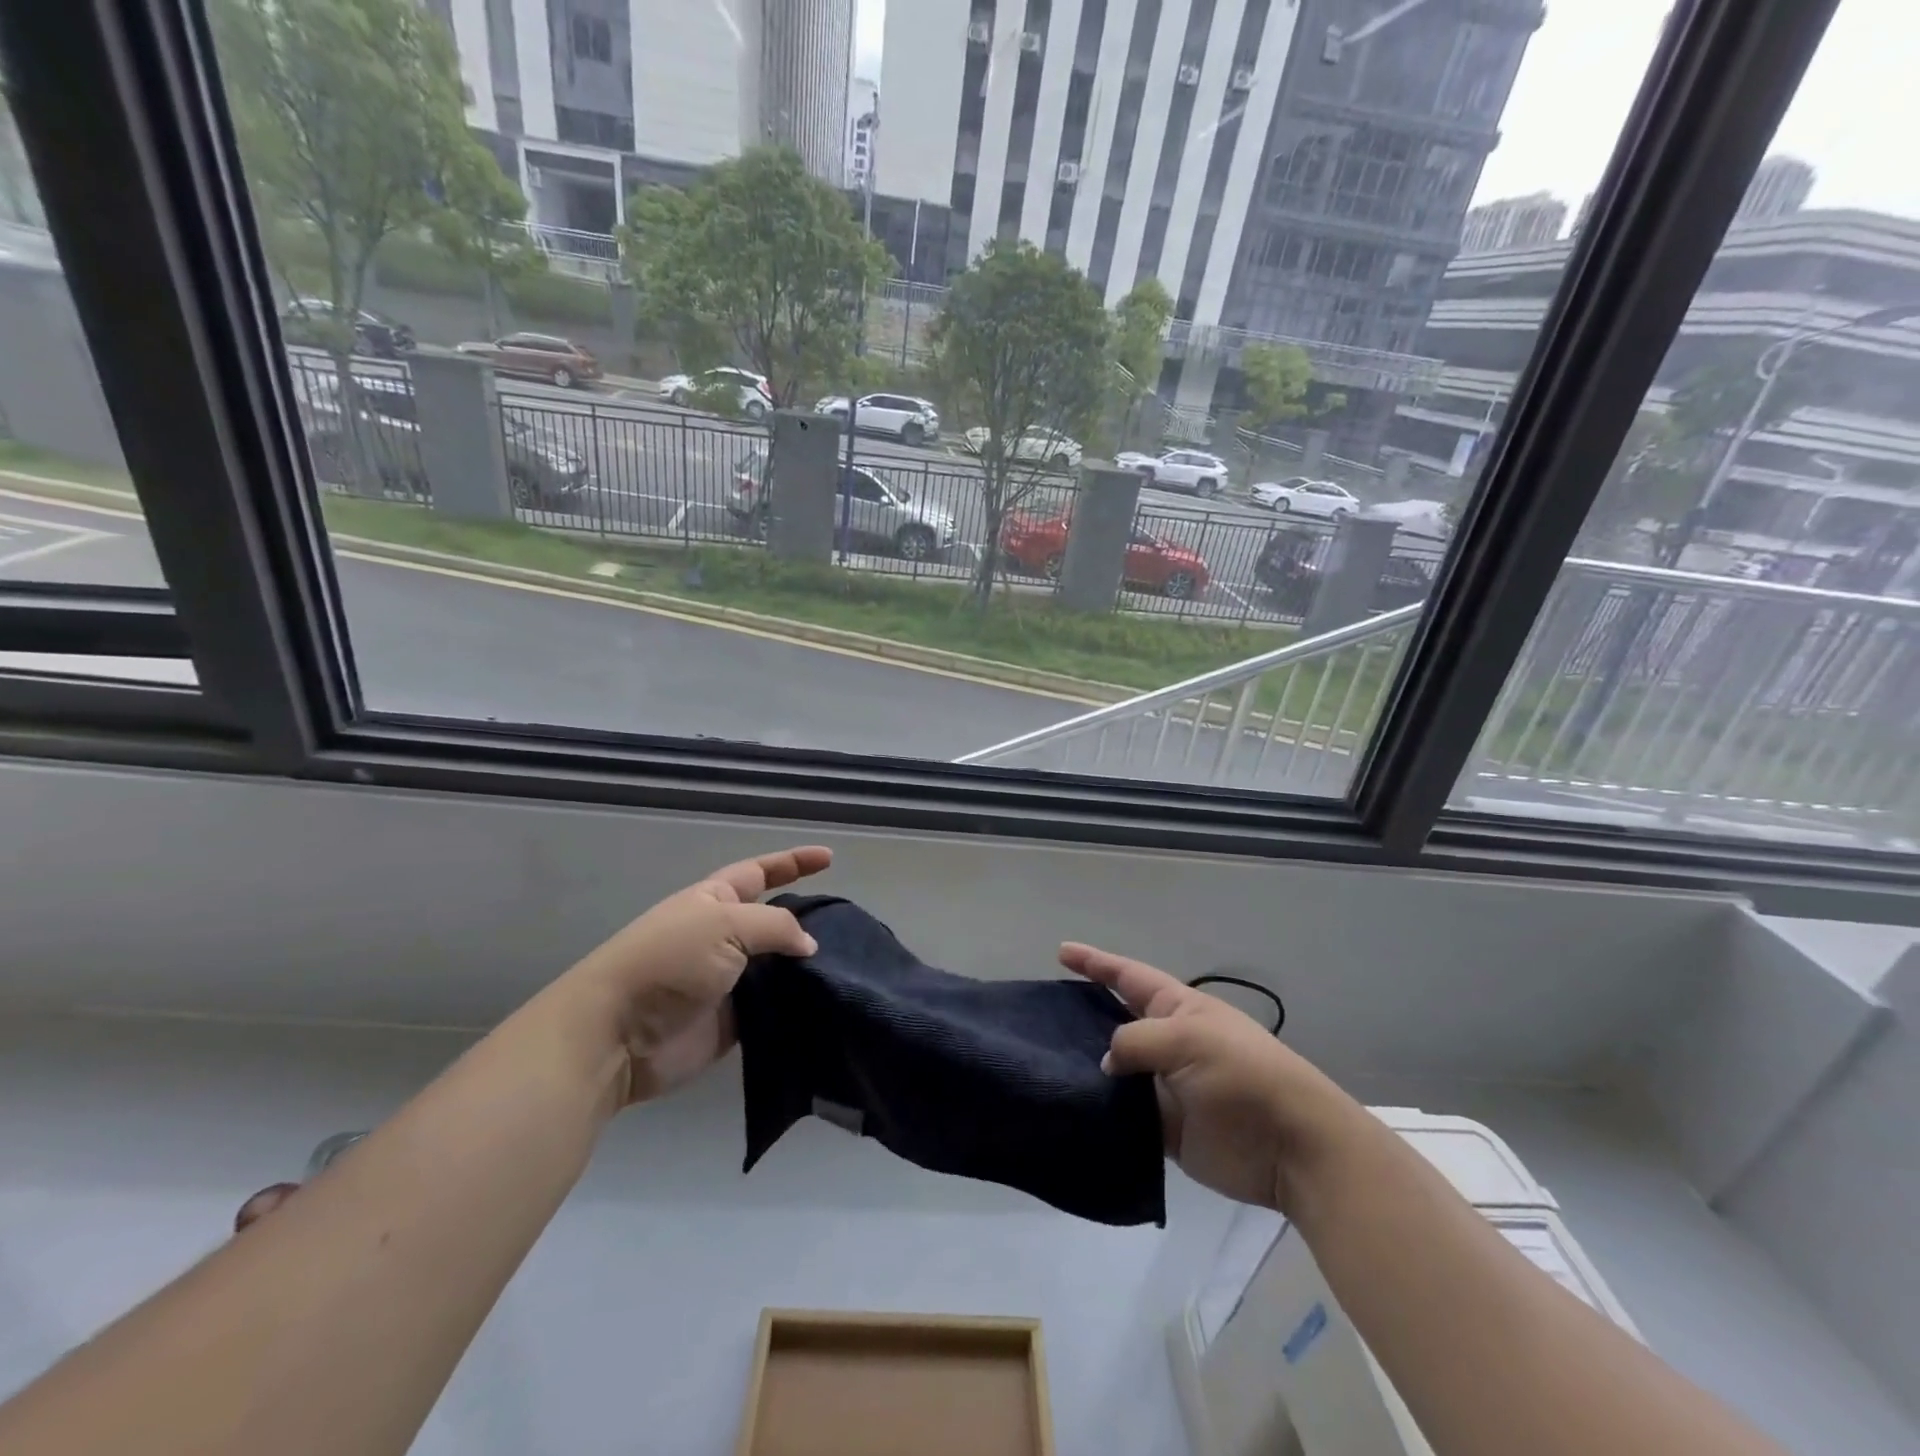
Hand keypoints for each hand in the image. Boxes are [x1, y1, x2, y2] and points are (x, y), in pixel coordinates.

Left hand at [561, 846, 831, 1104]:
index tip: (829, 858)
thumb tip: (809, 945)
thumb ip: (776, 927)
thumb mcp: (725, 924)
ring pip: (779, 966)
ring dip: (807, 966)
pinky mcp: (732, 1022)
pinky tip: (828, 1002)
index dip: (793, 862)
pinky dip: (796, 1004)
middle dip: (807, 919)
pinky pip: (773, 1007)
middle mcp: (723, 936)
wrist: (618, 1035)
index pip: (761, 872)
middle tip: (848, 925)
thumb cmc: (670, 962)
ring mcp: (728, 980)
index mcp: (716, 901)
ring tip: (850, 965)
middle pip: (774, 921)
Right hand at [1060, 943, 1348, 1213]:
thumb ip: (1135, 1042)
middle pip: (1115, 1022)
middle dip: (1082, 1016)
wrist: (1290, 1146)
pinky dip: (1101, 1112)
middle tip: (1040, 1018)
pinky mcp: (1165, 1128)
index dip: (1095, 963)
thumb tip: (1105, 1063)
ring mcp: (1165, 1085)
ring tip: (1044, 1065)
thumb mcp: (1187, 1039)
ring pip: (1114, 1071)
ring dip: (1085, 1069)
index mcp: (1177, 1008)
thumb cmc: (1242, 1074)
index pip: (1127, 976)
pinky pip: (1124, 1114)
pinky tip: (1070, 1110)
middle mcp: (1167, 1042)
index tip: (1061, 952)